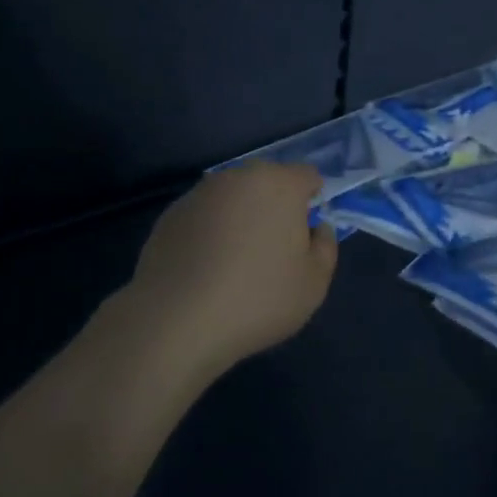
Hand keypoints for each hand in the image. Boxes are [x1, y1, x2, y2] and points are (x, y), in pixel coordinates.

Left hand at [122, 162, 338, 380]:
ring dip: (241, 217)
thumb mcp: (314, 283)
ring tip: (236, 262)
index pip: (307, 176)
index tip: (307, 234)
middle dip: (276, 205)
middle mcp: (239, 177)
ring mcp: (200, 193)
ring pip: (233, 197)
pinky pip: (205, 216)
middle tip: (274, 249)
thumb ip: (325, 247)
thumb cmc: (258, 299)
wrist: (176, 320)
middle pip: (268, 181)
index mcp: (279, 185)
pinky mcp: (171, 214)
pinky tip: (206, 268)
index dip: (312, 200)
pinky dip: (211, 231)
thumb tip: (317, 228)